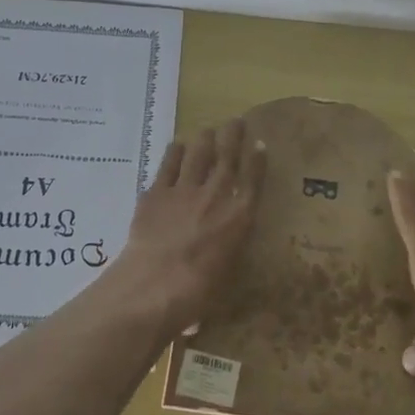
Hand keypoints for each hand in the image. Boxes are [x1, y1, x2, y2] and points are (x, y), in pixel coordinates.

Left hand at [112, 118, 266, 335]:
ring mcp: (184, 190)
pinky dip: (175, 153)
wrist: (154, 285)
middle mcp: (215, 196)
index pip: (252, 180)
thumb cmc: (198, 293)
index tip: (260, 143)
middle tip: (236, 121)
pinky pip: (168, 165)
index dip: (257, 160)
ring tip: (208, 130)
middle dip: (233, 136)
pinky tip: (177, 145)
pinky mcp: (156, 193)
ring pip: (198, 154)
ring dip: (204, 139)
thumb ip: (228, 253)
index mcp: (239, 217)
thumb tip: (224, 254)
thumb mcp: (227, 274)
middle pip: (226, 157)